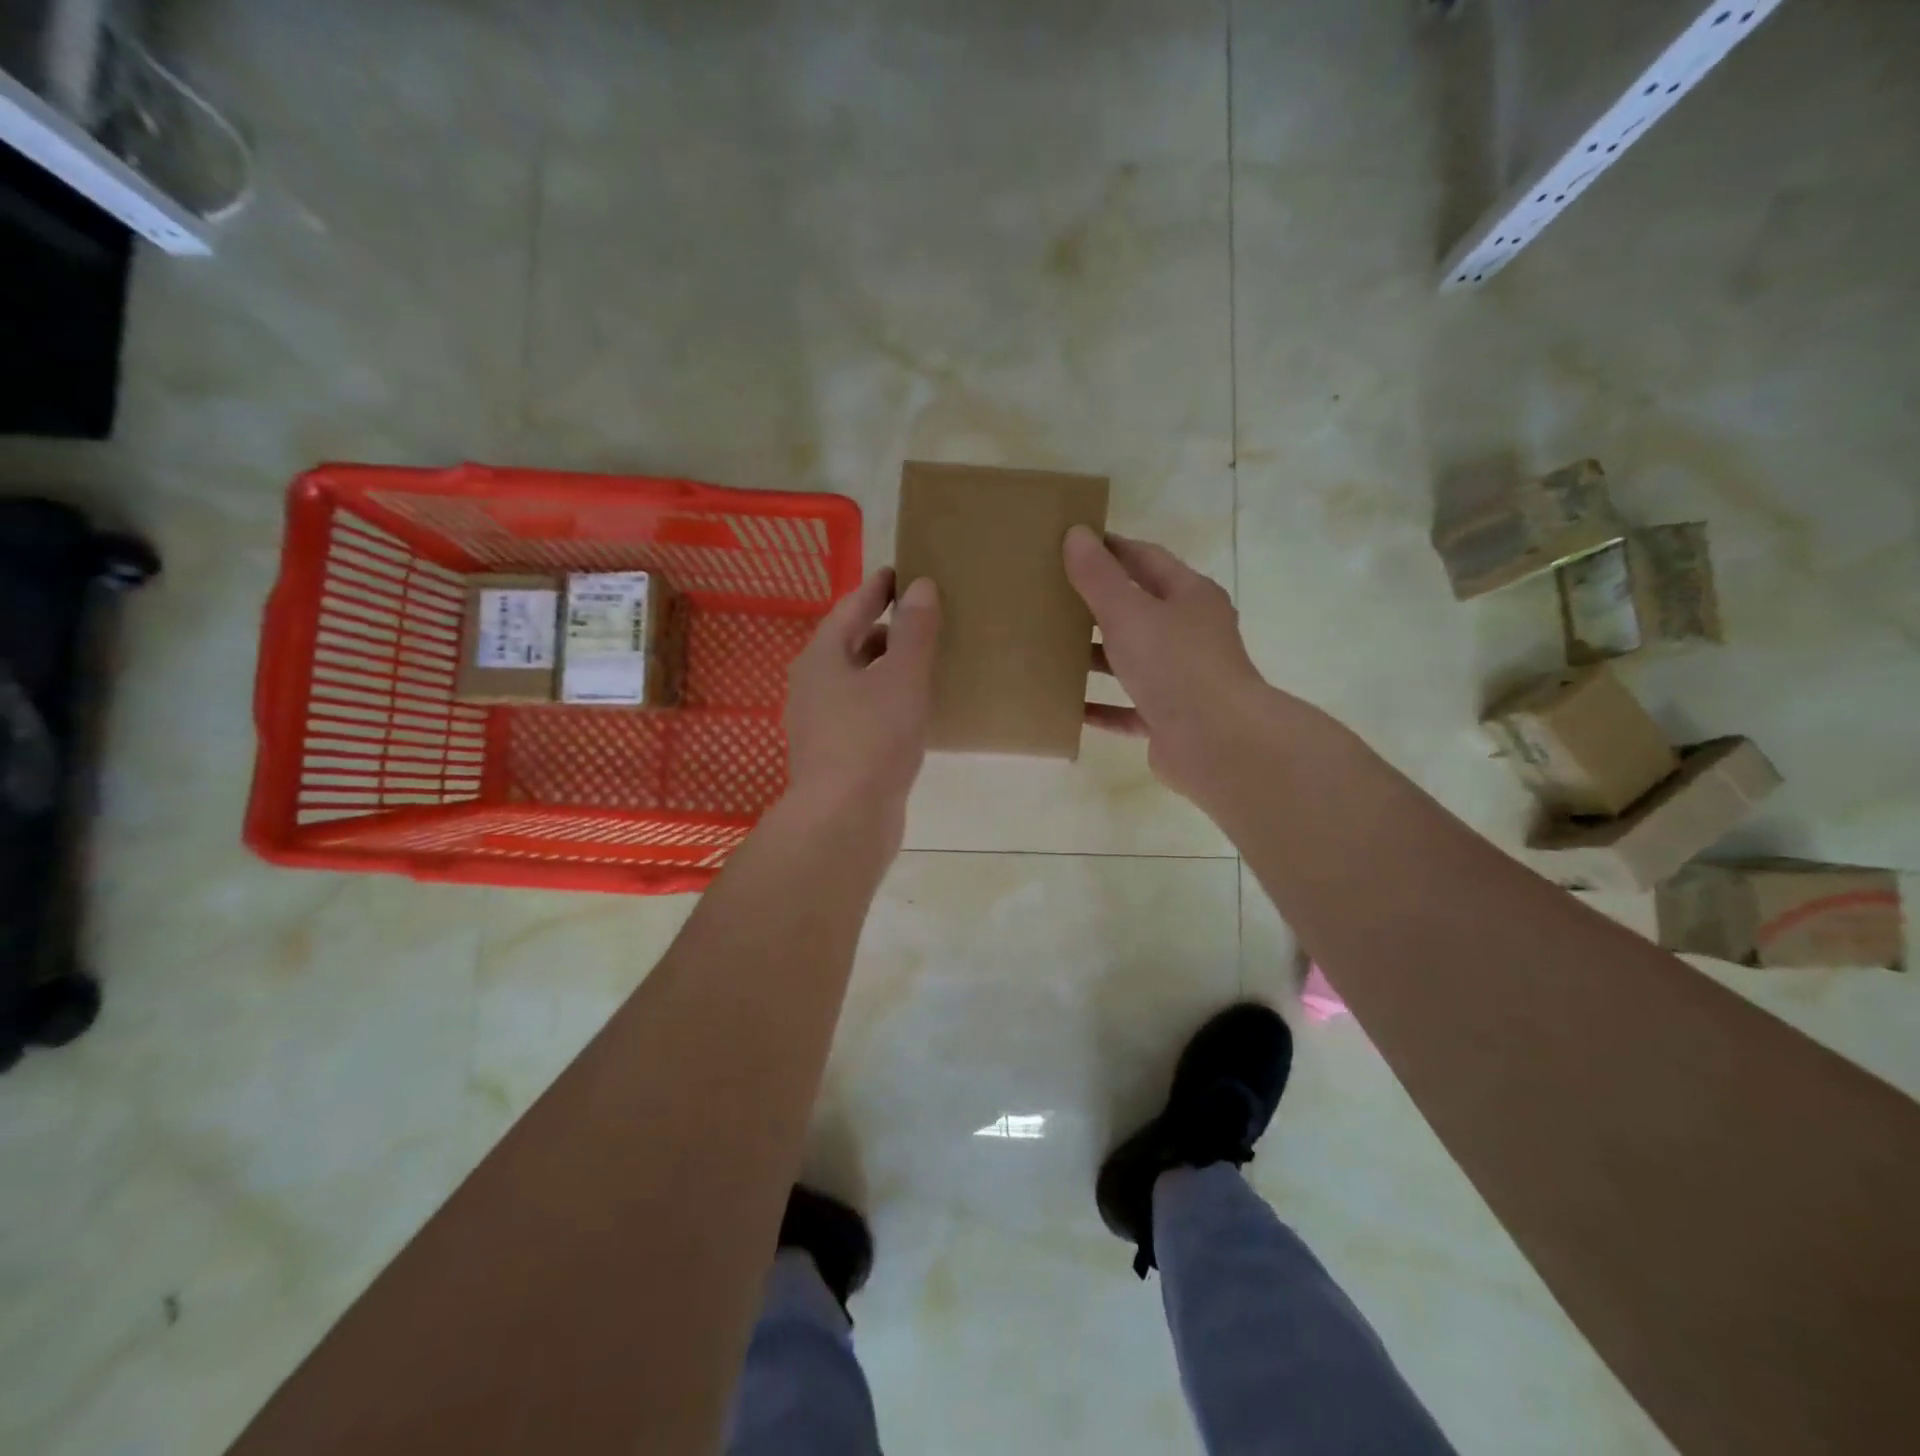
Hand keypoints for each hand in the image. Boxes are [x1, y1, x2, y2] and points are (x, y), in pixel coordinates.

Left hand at [784, 567, 940, 822]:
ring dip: (885, 668)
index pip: (850, 609)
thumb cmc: (873, 738)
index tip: (899, 573)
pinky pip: (862, 713)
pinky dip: (884, 701)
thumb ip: (913, 631)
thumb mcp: (902, 677)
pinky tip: (911, 711)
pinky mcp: (834, 755)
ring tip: (922, 663)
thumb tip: (920, 586)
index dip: (876, 589)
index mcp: (822, 658)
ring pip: (856, 682)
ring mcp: (819, 724)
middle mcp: (812, 686)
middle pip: (850, 646)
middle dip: (883, 630)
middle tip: (920, 618)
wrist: (844, 819)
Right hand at [1063, 525, 1278, 800]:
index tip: (1071, 544)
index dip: (1110, 549)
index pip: (1146, 559)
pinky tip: (1070, 706)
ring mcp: (1183, 679)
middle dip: (1097, 605)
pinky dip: (1102, 707)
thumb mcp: (1129, 613)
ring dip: (1097, 657)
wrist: (1218, 743)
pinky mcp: (1170, 720)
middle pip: (1139, 610)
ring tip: (1051, 650)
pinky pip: (1128, 709)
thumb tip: (1076, 534)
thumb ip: (1099, 577)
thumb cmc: (1175, 664)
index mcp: (1190, 597)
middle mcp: (1191, 634)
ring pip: (1132, 661)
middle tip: (1051, 597)